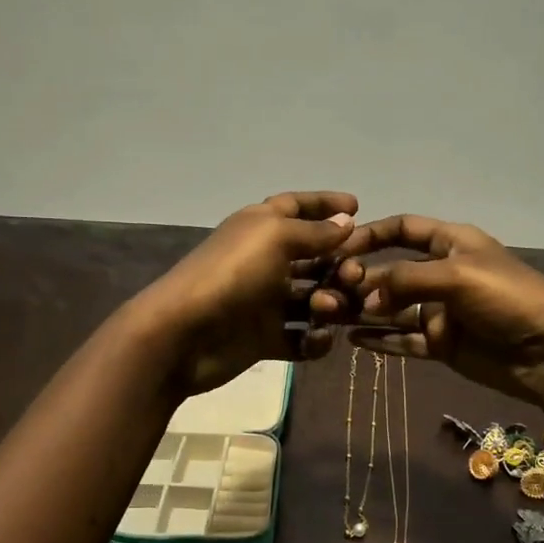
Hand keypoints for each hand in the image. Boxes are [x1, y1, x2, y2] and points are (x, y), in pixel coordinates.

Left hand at [138, 191, 356, 395]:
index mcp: (261, 227)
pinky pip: (300, 336)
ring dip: (329, 303)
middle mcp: (264, 260)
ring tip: (328, 310)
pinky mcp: (264, 337)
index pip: (297, 206)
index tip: (358, 206)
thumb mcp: (276, 238)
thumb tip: (346, 220)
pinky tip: (317, 339)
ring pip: (312, 298)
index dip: (325, 203)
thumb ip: (315, 231)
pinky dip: (314, 339)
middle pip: (314, 257)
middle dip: (339, 265)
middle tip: (355, 275)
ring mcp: (264, 300)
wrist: (185, 333)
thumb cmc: (233, 273)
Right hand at [310, 214, 543, 407]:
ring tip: (328, 315)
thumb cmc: (509, 298)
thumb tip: (364, 298)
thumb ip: (407, 281)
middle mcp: (442, 273)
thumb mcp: (458, 276)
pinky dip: (380, 339)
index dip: (371, 234)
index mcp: (451, 243)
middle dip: (360, 279)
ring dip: (363, 310)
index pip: (403, 229)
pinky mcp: (442, 343)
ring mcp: (441, 310)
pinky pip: (404, 338)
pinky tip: (352, 339)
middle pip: (391, 272)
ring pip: (392, 308)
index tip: (338, 247)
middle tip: (328, 292)